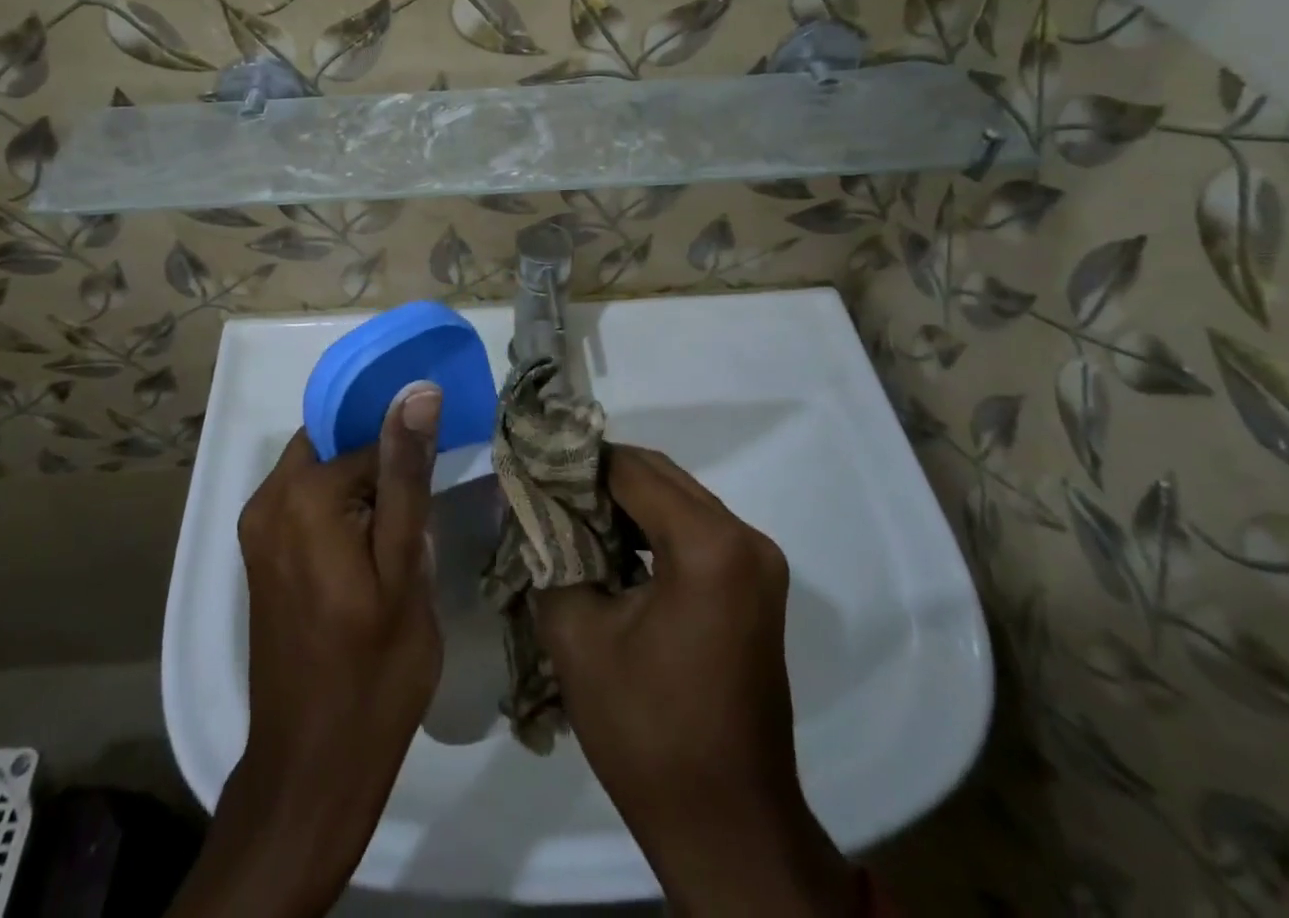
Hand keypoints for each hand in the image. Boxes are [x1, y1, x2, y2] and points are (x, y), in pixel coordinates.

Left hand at [168, 385, 443, 917]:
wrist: (313, 766)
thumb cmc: (373, 667)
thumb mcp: (404, 566)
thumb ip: (406, 473)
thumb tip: (416, 391)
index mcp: (301, 494)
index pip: (369, 439)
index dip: (407, 462)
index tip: (432, 498)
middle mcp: (267, 499)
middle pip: (336, 447)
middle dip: (379, 468)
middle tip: (418, 517)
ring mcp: (258, 529)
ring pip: (322, 474)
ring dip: (362, 490)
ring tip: (401, 537)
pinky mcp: (261, 556)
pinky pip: (306, 503)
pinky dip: (340, 511)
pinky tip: (371, 554)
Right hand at [534, 446, 859, 916]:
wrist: (728, 825)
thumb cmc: (647, 732)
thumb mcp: (577, 635)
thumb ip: (550, 553)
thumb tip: (530, 507)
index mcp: (708, 545)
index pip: (630, 469)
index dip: (576, 464)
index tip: (531, 468)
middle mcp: (744, 537)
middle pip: (660, 475)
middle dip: (600, 477)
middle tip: (546, 490)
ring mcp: (758, 560)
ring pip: (679, 498)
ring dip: (626, 500)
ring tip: (571, 516)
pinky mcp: (756, 582)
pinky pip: (697, 528)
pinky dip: (653, 526)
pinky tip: (613, 547)